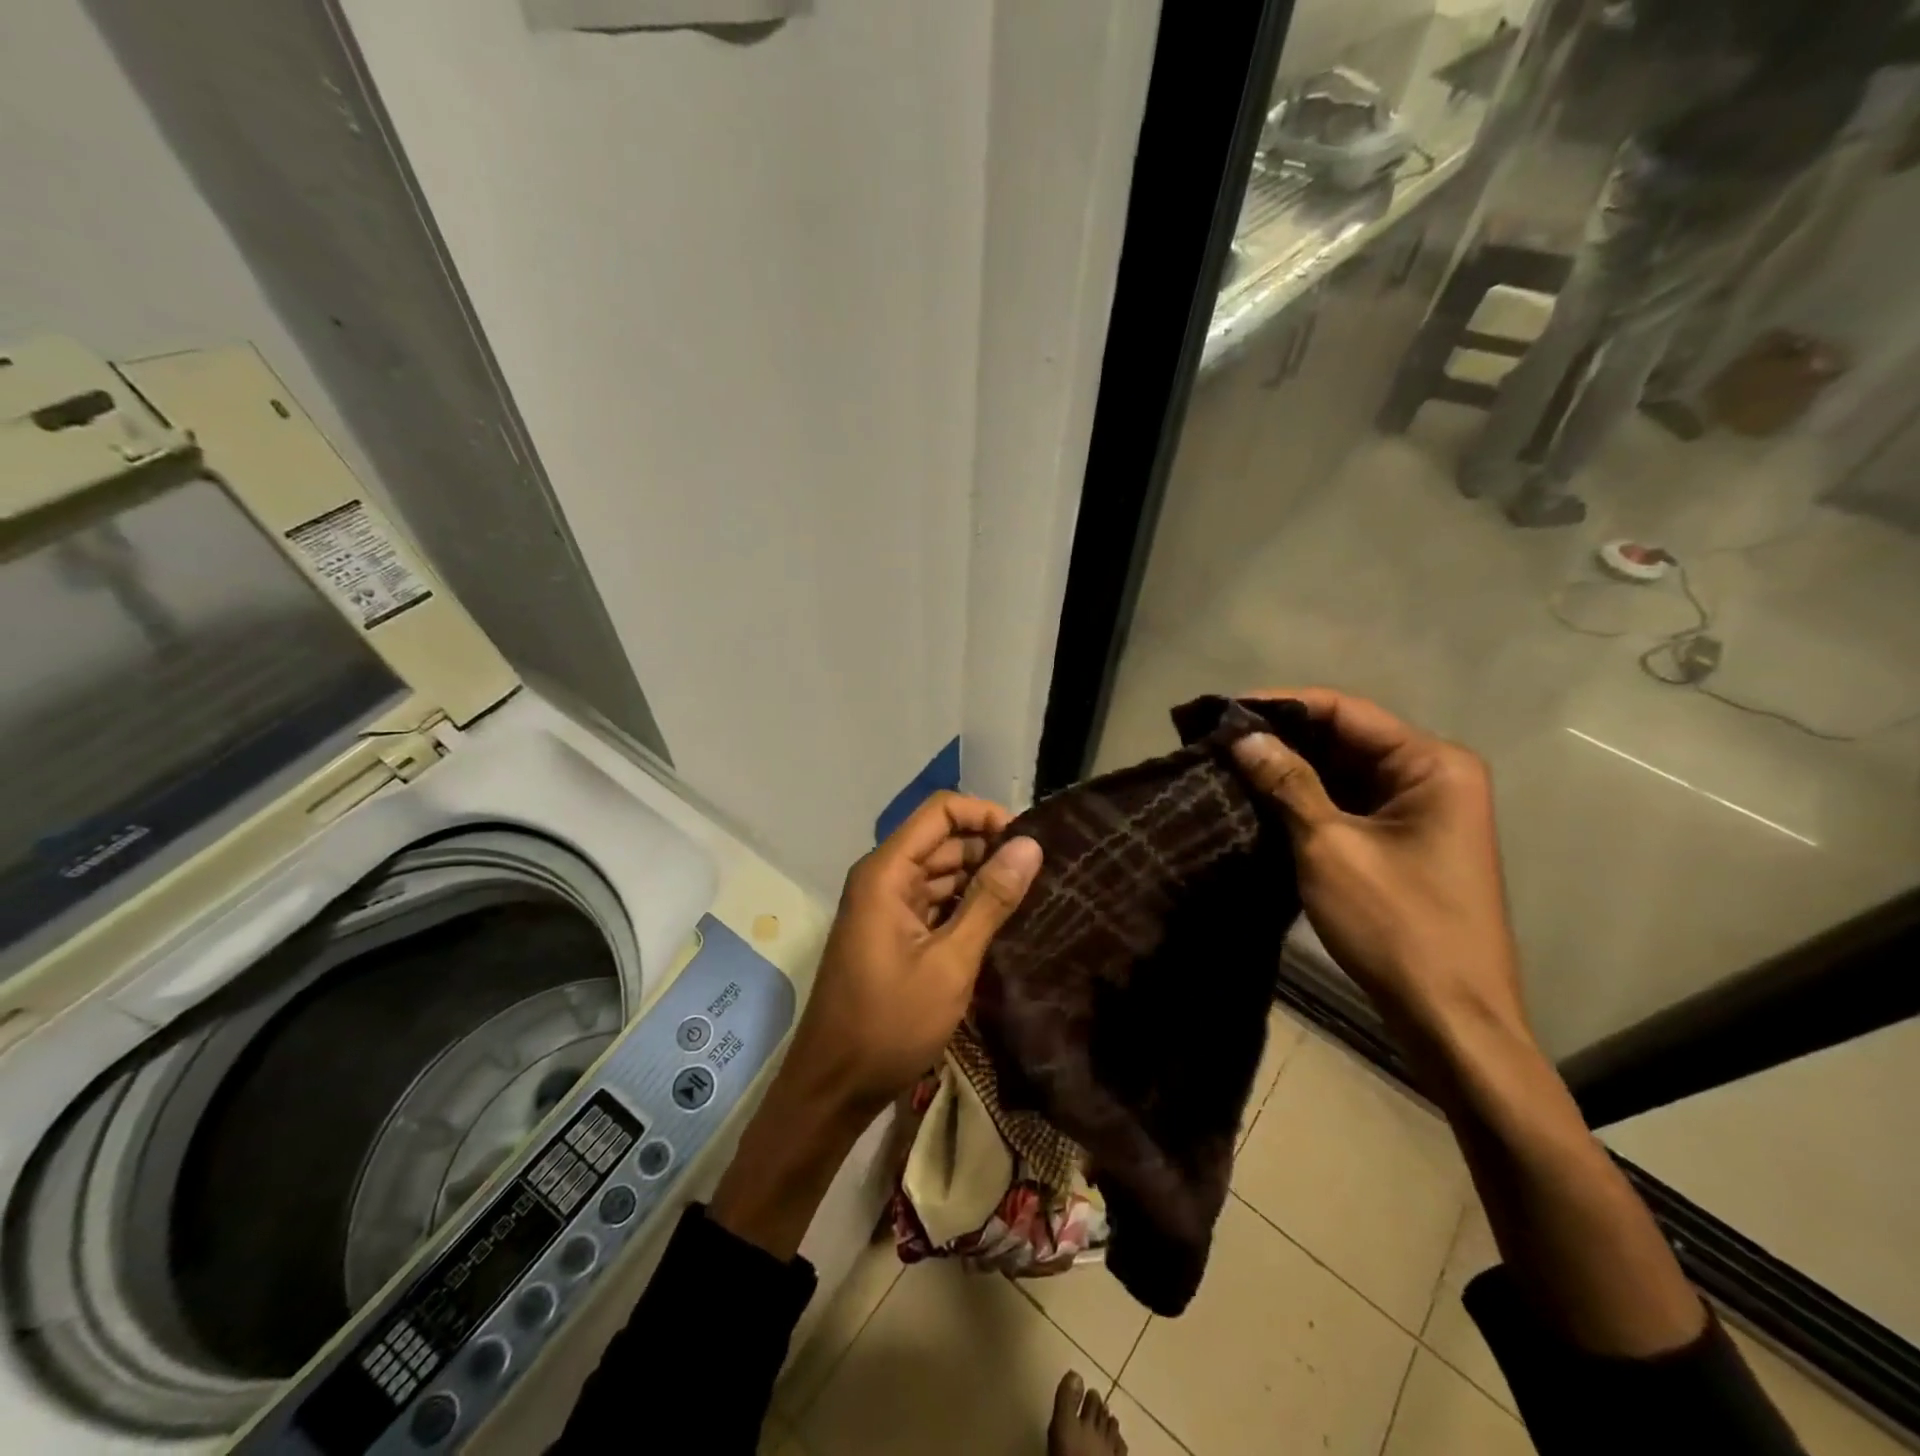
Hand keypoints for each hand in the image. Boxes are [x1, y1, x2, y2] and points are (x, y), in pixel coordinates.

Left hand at [777, 792, 1042, 1125]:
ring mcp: (886, 906)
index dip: (986, 815)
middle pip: (943, 840)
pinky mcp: (893, 933)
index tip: (1029, 842)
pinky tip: (1003, 921)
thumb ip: (990, 900)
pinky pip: (934, 902)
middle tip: (1043, 873)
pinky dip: (966, 906)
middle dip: (990, 848)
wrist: (833, 1087)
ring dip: (982, 879)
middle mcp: (883, 878)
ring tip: (1033, 894)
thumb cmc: (889, 1023)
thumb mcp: (950, 962)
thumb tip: (1030, 845)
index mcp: (887, 872)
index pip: (940, 811)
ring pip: (941, 872)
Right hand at [1229, 688, 1525, 1041]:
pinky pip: (1350, 803)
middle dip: (1283, 738)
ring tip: (1228, 765)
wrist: (1451, 1019)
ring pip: (1344, 772)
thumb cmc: (1397, 925)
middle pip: (1346, 738)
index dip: (1281, 706)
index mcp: (1432, 764)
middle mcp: (1433, 775)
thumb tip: (1241, 736)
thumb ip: (1286, 783)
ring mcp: (1421, 810)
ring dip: (1291, 770)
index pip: (1345, 711)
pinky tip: (1260, 799)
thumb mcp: (1330, 847)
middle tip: (1218, 740)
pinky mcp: (1405, 841)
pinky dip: (1308, 800)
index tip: (1223, 711)